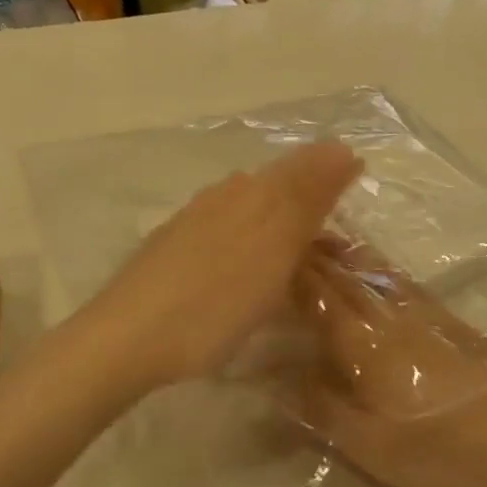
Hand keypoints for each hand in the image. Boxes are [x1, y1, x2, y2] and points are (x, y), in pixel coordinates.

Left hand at [72, 143, 361, 392]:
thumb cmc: (215, 300)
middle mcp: (226, 194)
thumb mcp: (275, 249)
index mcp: (254, 191)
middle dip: (312, 200)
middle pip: (280, 183)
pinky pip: (230, 228)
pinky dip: (253, 241)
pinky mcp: (176, 244)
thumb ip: (308, 198)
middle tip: (337, 239)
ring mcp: (196, 218)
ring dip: (282, 221)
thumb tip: (343, 148)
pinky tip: (249, 265)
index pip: (306, 167)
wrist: (127, 338)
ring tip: (300, 255)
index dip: (335, 176)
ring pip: (253, 205)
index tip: (359, 201)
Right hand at [291, 239, 486, 486]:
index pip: (316, 295)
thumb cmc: (447, 449)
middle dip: (314, 253)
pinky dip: (378, 267)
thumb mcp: (374, 446)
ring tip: (325, 239)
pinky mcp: (449, 321)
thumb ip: (324, 409)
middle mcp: (389, 314)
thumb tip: (280, 379)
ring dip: (346, 252)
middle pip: (344, 274)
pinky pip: (400, 281)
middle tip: (286, 233)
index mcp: (362, 340)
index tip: (264, 254)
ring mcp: (424, 312)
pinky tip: (380, 274)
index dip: (289, 274)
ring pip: (375, 270)